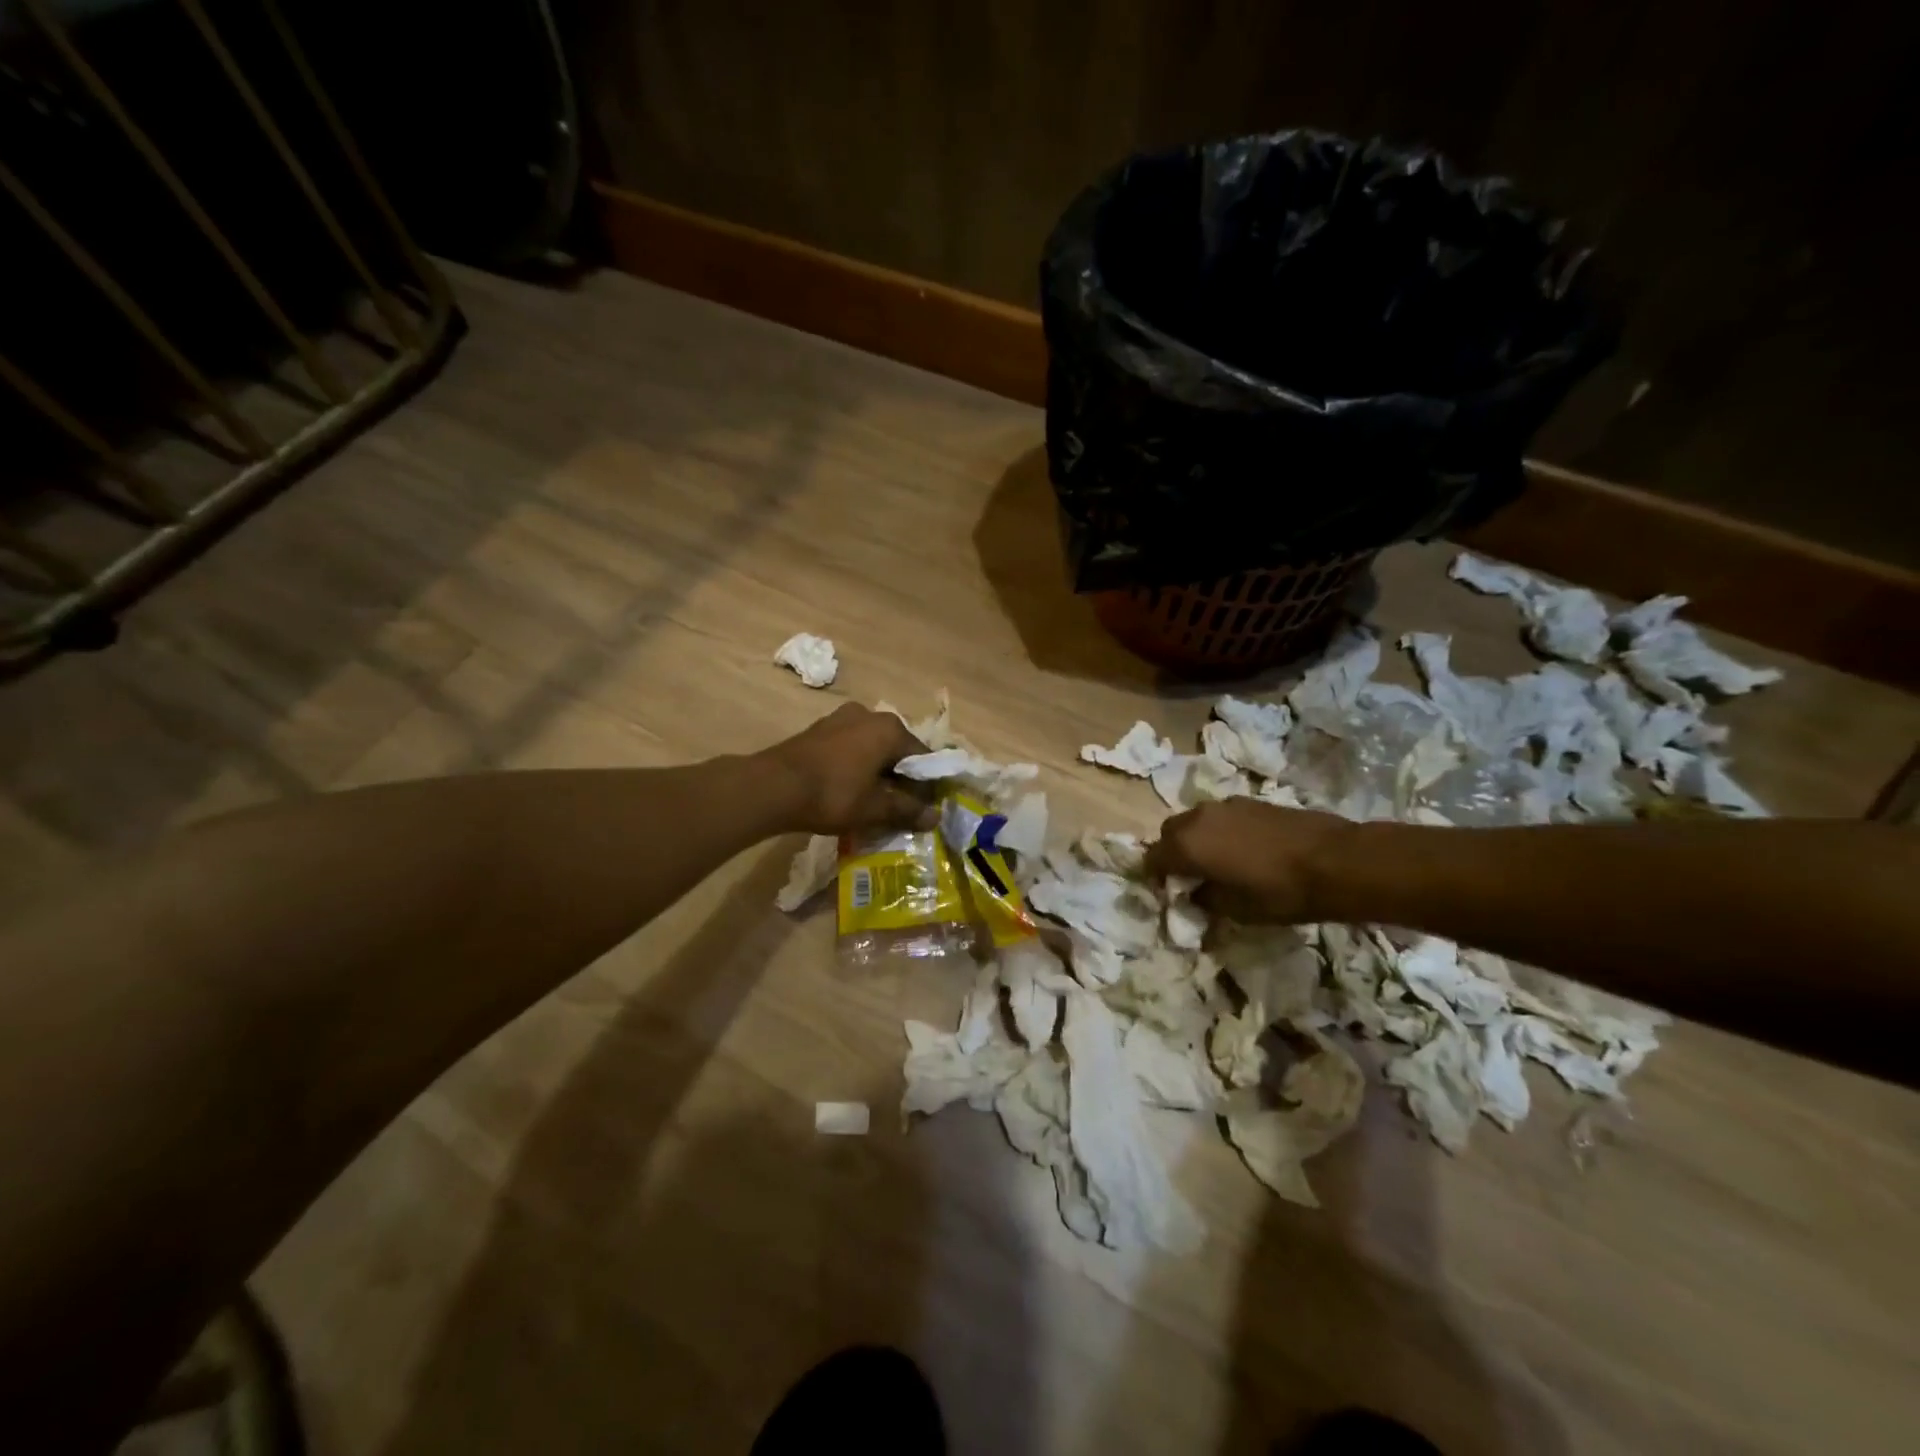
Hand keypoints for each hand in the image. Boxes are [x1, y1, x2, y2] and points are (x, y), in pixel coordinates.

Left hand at [758, 703, 933, 835]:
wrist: (772, 788)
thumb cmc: (832, 794)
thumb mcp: (874, 808)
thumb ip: (907, 810)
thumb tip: (935, 817)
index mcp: (890, 729)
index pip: (922, 758)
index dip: (926, 786)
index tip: (924, 810)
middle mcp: (869, 714)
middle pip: (896, 750)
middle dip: (900, 778)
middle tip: (899, 809)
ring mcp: (841, 718)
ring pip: (871, 748)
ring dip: (877, 772)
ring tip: (873, 802)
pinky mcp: (819, 729)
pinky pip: (849, 748)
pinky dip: (856, 766)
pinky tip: (849, 790)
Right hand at [1145, 799, 1351, 922]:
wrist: (1335, 860)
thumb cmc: (1280, 892)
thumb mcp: (1236, 910)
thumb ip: (1205, 899)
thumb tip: (1194, 892)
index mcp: (1186, 845)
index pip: (1151, 859)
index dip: (1156, 877)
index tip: (1171, 892)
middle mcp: (1197, 818)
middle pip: (1169, 833)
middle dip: (1173, 853)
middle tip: (1192, 876)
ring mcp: (1224, 805)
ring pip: (1194, 821)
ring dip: (1197, 839)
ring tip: (1219, 862)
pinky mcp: (1249, 800)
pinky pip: (1219, 816)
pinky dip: (1220, 831)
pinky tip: (1244, 849)